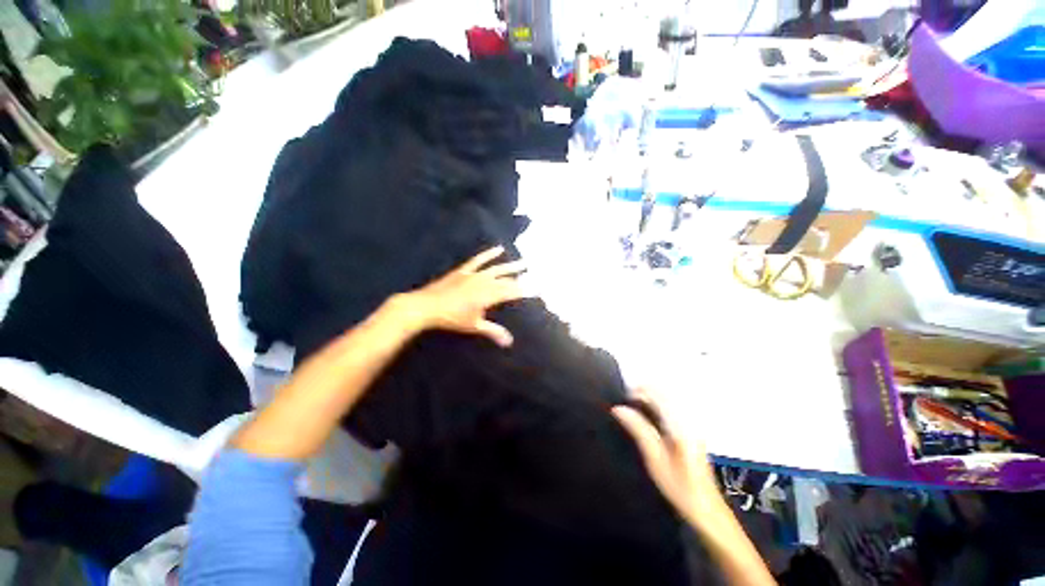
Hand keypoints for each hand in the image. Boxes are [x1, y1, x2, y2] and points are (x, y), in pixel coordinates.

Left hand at [396, 246, 527, 346]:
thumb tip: (509, 342)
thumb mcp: (474, 325)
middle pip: (507, 280)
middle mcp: (485, 282)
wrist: (426, 306)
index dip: (526, 291)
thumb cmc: (451, 318)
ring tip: (524, 263)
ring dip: (511, 266)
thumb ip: (493, 331)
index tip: (538, 290)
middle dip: (521, 280)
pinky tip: (499, 249)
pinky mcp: (464, 270)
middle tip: (534, 277)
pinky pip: (479, 260)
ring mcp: (474, 274)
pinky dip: (489, 254)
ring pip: (497, 268)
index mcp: (489, 295)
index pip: (512, 292)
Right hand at [612, 394, 731, 532]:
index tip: (623, 396)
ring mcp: (693, 423)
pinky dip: (660, 402)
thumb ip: (638, 429)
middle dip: (645, 390)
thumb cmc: (678, 486)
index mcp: (680, 425)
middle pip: (666, 392)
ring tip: (636, 403)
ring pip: (671, 397)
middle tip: (627, 399)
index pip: (658, 395)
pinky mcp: (693, 429)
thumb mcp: (654, 459)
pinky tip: (651, 413)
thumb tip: (618, 409)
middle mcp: (689, 419)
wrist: (706, 507)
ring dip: (652, 395)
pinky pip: (675, 405)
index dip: (640, 390)